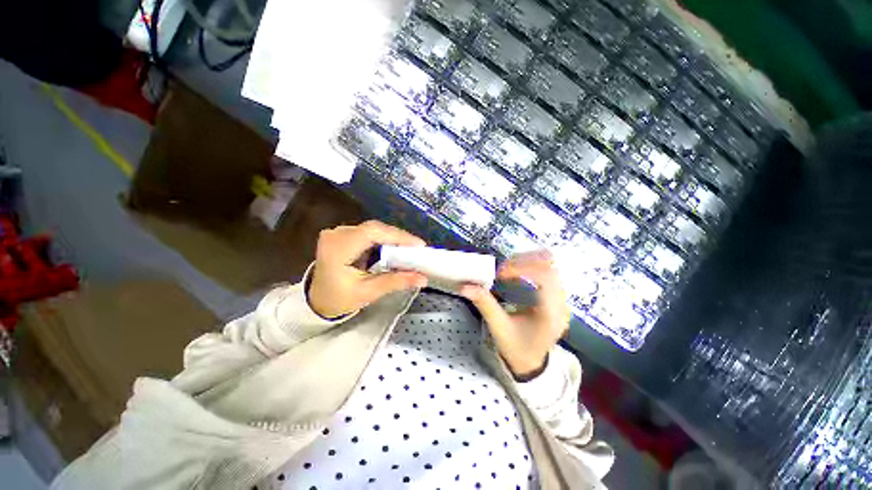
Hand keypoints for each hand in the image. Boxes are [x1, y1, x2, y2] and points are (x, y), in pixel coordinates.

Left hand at [308, 220, 428, 317]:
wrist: (318, 300)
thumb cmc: (339, 299)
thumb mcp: (368, 292)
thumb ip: (395, 282)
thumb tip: (422, 278)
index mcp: (337, 248)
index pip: (372, 232)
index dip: (397, 235)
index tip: (418, 245)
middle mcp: (336, 234)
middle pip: (374, 228)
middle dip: (398, 238)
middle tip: (417, 248)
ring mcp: (339, 232)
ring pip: (373, 229)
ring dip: (392, 238)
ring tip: (409, 249)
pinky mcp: (344, 234)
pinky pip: (369, 233)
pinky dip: (384, 240)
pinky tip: (394, 248)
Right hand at [460, 251, 569, 377]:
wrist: (531, 364)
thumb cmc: (516, 348)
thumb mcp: (498, 327)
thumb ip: (484, 304)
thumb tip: (465, 286)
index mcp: (550, 313)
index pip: (544, 277)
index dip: (522, 268)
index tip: (500, 273)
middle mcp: (561, 303)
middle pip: (549, 267)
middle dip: (523, 262)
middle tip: (502, 269)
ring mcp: (561, 299)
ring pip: (549, 266)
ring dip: (526, 262)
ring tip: (507, 270)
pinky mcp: (556, 296)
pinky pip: (546, 271)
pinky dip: (529, 267)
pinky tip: (515, 274)